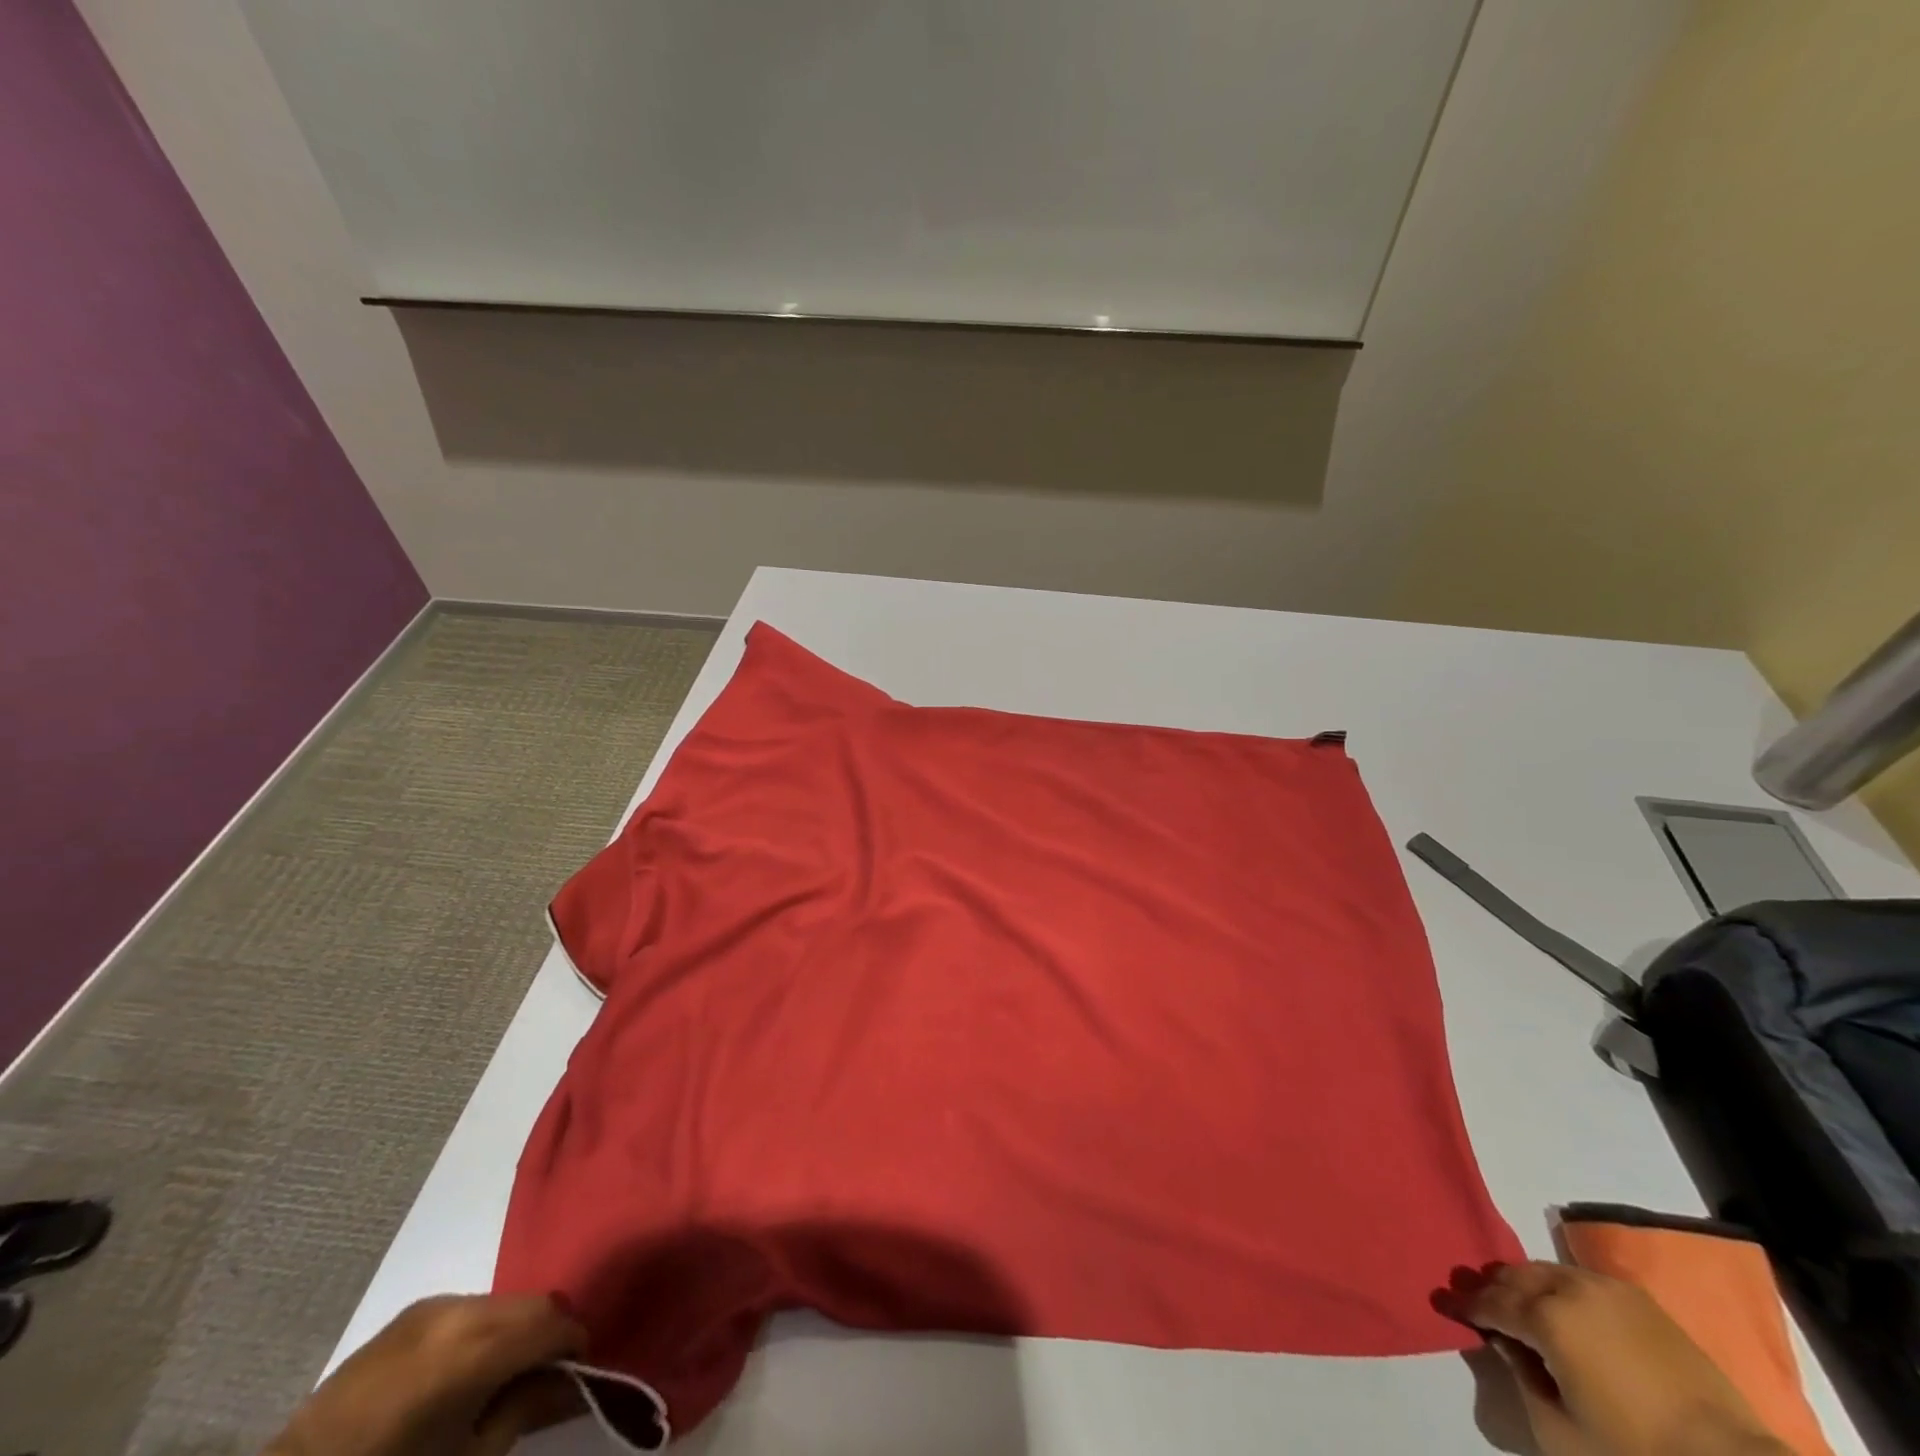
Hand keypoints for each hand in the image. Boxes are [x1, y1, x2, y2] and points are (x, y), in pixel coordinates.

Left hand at [266, 1294, 585, 1455]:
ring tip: (505, 1375)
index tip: (580, 1376)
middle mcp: (461, 1309)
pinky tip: (468, 1369)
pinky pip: (471, 1308)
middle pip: (533, 1304)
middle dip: (549, 1334)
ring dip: (517, 1329)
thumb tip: (576, 1383)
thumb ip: (526, 1410)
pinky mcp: (412, 1311)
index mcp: (477, 1346)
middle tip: (548, 1377)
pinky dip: (486, 1328)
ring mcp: (433, 1305)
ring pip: (504, 1302)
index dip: (575, 1346)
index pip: (555, 1323)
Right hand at [1442, 1263, 1790, 1455]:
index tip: (1444, 1304)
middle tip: (1480, 1305)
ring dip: (1526, 1285)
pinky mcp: (1638, 1298)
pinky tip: (1565, 1312)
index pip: (1488, 1301)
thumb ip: (1523, 1379)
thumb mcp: (1561, 1430)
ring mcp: (1606, 1287)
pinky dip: (1560, 1289)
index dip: (1463, 1304)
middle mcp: (1568, 1287)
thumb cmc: (1637, 1452)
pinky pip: (1580, 1280)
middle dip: (1493, 1289)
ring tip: (1521, 1308)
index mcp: (1546, 1316)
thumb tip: (1510, 1347)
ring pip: (1545, 1271)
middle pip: (1513, 1276)